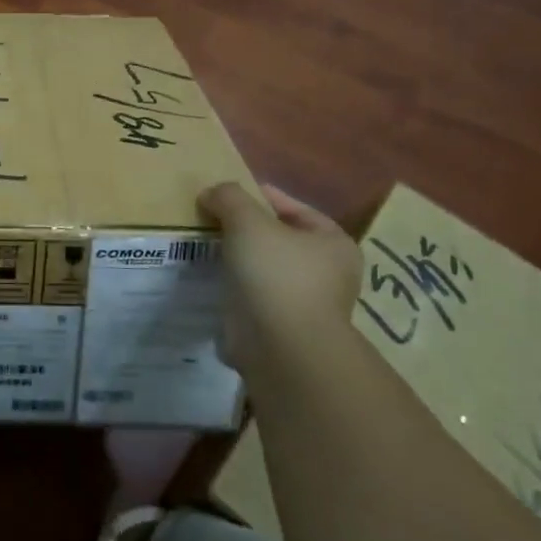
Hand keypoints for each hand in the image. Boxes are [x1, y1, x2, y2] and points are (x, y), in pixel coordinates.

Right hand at [198, 181, 361, 376]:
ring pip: (265, 269)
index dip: (259, 196)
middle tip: (212, 221)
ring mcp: (307, 303)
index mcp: (334, 243)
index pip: (293, 208)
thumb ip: (229, 197)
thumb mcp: (247, 220)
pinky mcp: (284, 328)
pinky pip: (255, 296)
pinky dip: (236, 288)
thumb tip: (212, 193)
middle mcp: (329, 273)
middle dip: (245, 230)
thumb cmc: (276, 274)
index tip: (225, 194)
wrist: (281, 347)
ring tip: (206, 248)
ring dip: (239, 260)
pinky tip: (213, 280)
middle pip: (279, 238)